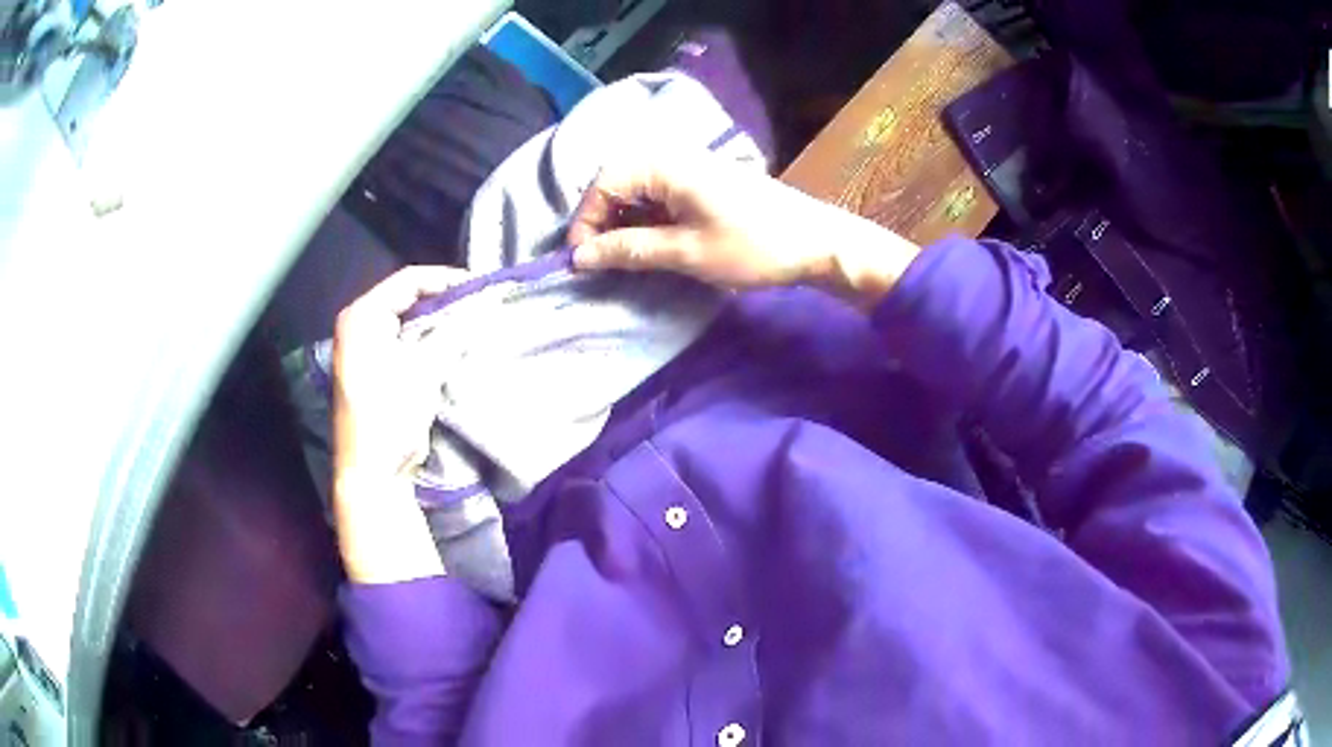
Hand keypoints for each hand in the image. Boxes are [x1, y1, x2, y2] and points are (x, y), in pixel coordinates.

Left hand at [332, 265, 468, 479]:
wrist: (372, 470)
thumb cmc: (390, 413)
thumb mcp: (424, 369)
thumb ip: (453, 331)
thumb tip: (484, 304)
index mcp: (361, 316)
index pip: (408, 280)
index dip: (446, 279)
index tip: (481, 287)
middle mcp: (357, 325)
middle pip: (406, 298)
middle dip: (444, 300)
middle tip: (479, 303)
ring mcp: (363, 348)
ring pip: (407, 320)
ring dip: (438, 321)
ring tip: (472, 321)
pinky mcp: (373, 369)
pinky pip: (404, 341)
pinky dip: (428, 340)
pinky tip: (453, 344)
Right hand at [567, 152, 920, 308]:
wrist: (817, 242)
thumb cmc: (753, 245)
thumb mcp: (686, 253)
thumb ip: (629, 250)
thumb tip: (580, 257)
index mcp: (665, 165)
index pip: (603, 184)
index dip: (586, 222)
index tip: (582, 261)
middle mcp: (672, 155)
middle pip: (617, 181)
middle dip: (602, 220)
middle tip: (601, 259)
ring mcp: (690, 165)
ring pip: (637, 188)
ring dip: (624, 220)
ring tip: (622, 256)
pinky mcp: (703, 180)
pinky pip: (659, 192)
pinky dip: (646, 217)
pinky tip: (649, 242)